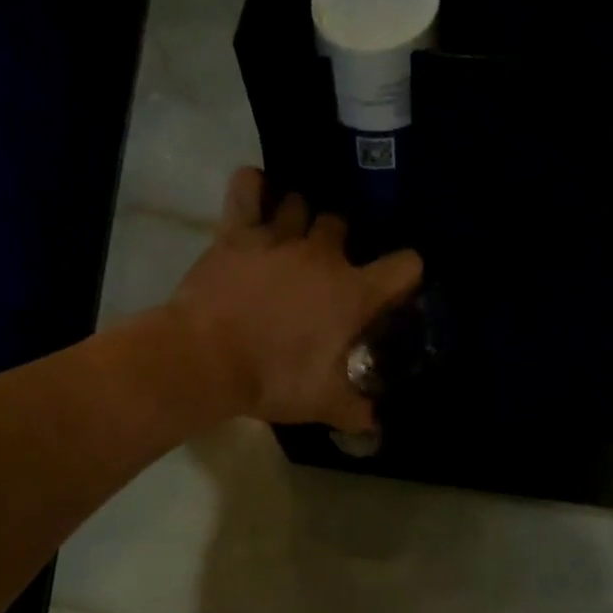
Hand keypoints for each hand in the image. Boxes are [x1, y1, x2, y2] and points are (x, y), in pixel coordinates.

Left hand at [169, 167, 423, 432]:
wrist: (206, 361)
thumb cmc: (273, 379)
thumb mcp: (324, 404)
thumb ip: (356, 410)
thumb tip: (376, 423)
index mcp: (352, 293)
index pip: (404, 266)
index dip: (405, 274)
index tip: (392, 290)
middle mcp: (322, 255)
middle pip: (344, 226)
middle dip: (341, 245)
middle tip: (327, 272)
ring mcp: (278, 237)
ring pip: (300, 204)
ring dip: (300, 219)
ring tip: (290, 240)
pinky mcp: (237, 232)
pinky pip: (248, 188)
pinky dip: (254, 189)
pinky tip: (257, 198)